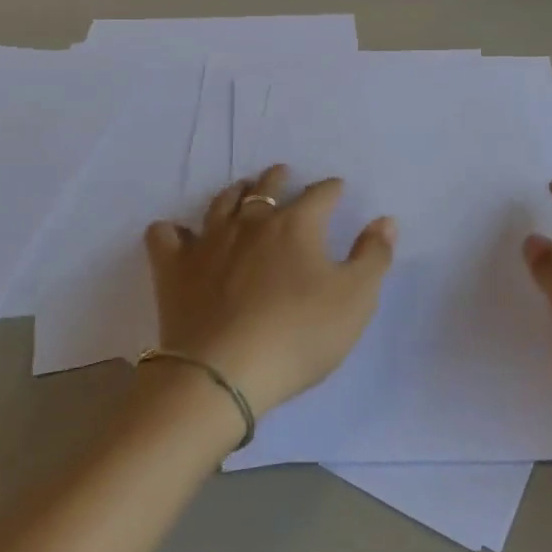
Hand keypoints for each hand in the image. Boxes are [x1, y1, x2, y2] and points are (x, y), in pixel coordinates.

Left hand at [144, 165, 396, 415]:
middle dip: (280, 178)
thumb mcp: (355, 299)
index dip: (332, 189)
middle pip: (267, 186)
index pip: (320, 194)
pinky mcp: (174, 269)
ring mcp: (208, 242)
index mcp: (297, 224)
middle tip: (285, 176)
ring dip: (235, 193)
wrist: (222, 374)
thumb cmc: (299, 334)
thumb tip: (386, 220)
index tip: (337, 189)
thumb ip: (374, 256)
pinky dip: (173, 231)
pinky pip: (165, 236)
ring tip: (242, 192)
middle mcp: (252, 222)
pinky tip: (179, 235)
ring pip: (221, 203)